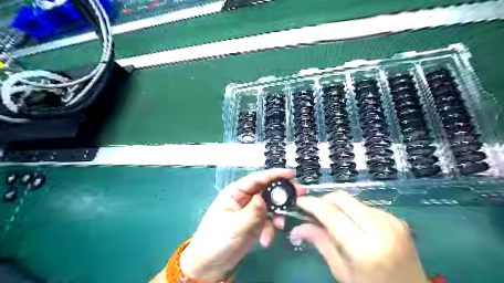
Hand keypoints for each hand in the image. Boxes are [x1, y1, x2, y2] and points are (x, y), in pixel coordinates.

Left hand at [180, 169, 301, 281]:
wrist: (211, 265)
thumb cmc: (215, 240)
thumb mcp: (234, 225)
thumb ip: (252, 212)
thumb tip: (263, 197)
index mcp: (235, 192)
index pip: (256, 179)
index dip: (274, 174)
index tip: (291, 174)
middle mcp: (245, 198)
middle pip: (267, 190)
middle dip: (281, 193)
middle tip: (299, 194)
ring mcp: (251, 211)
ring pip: (270, 206)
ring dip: (277, 215)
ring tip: (280, 225)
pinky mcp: (255, 223)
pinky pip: (268, 221)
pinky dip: (270, 229)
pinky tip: (266, 240)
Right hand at [294, 190, 426, 282]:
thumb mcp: (342, 271)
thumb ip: (321, 243)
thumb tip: (297, 228)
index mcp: (365, 250)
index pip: (331, 215)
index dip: (312, 204)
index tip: (299, 202)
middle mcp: (381, 230)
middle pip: (343, 198)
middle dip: (324, 199)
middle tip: (314, 210)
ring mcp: (392, 222)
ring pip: (354, 200)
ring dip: (338, 205)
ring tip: (333, 219)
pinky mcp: (397, 219)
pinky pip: (366, 206)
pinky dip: (353, 211)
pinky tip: (353, 224)